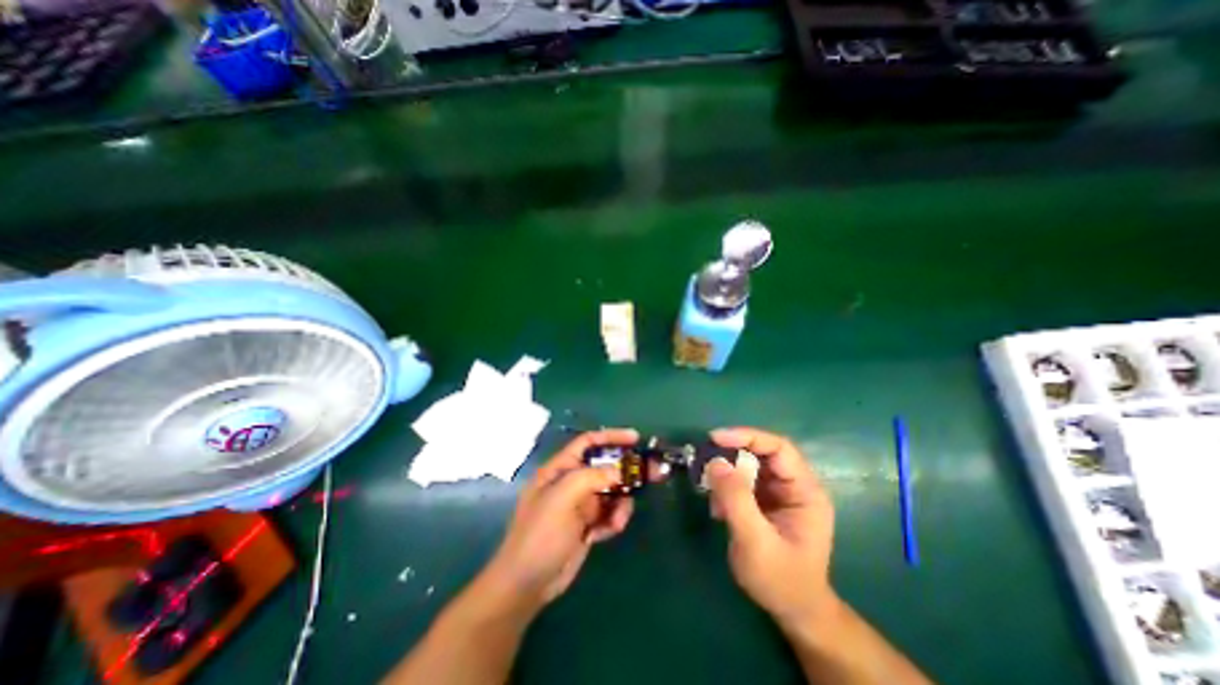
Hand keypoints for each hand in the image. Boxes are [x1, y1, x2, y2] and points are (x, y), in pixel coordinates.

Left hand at [484, 428, 642, 608]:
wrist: (527, 584)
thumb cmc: (541, 534)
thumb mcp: (563, 498)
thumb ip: (593, 477)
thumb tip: (621, 471)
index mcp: (560, 469)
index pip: (588, 443)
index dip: (611, 437)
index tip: (635, 438)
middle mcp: (572, 482)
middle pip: (606, 467)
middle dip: (628, 471)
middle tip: (654, 473)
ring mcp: (581, 504)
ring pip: (612, 492)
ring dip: (620, 504)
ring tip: (617, 521)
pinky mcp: (588, 524)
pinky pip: (610, 513)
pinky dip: (613, 521)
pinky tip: (604, 534)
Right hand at [706, 427, 839, 631]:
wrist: (793, 613)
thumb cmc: (782, 581)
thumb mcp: (756, 542)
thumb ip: (736, 500)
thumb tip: (715, 462)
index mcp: (805, 491)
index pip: (778, 448)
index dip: (747, 437)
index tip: (715, 438)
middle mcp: (794, 486)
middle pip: (761, 454)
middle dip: (732, 455)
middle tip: (705, 461)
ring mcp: (779, 494)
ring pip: (748, 467)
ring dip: (726, 475)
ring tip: (711, 493)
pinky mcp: (764, 502)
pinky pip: (741, 483)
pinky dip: (726, 489)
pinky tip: (718, 510)